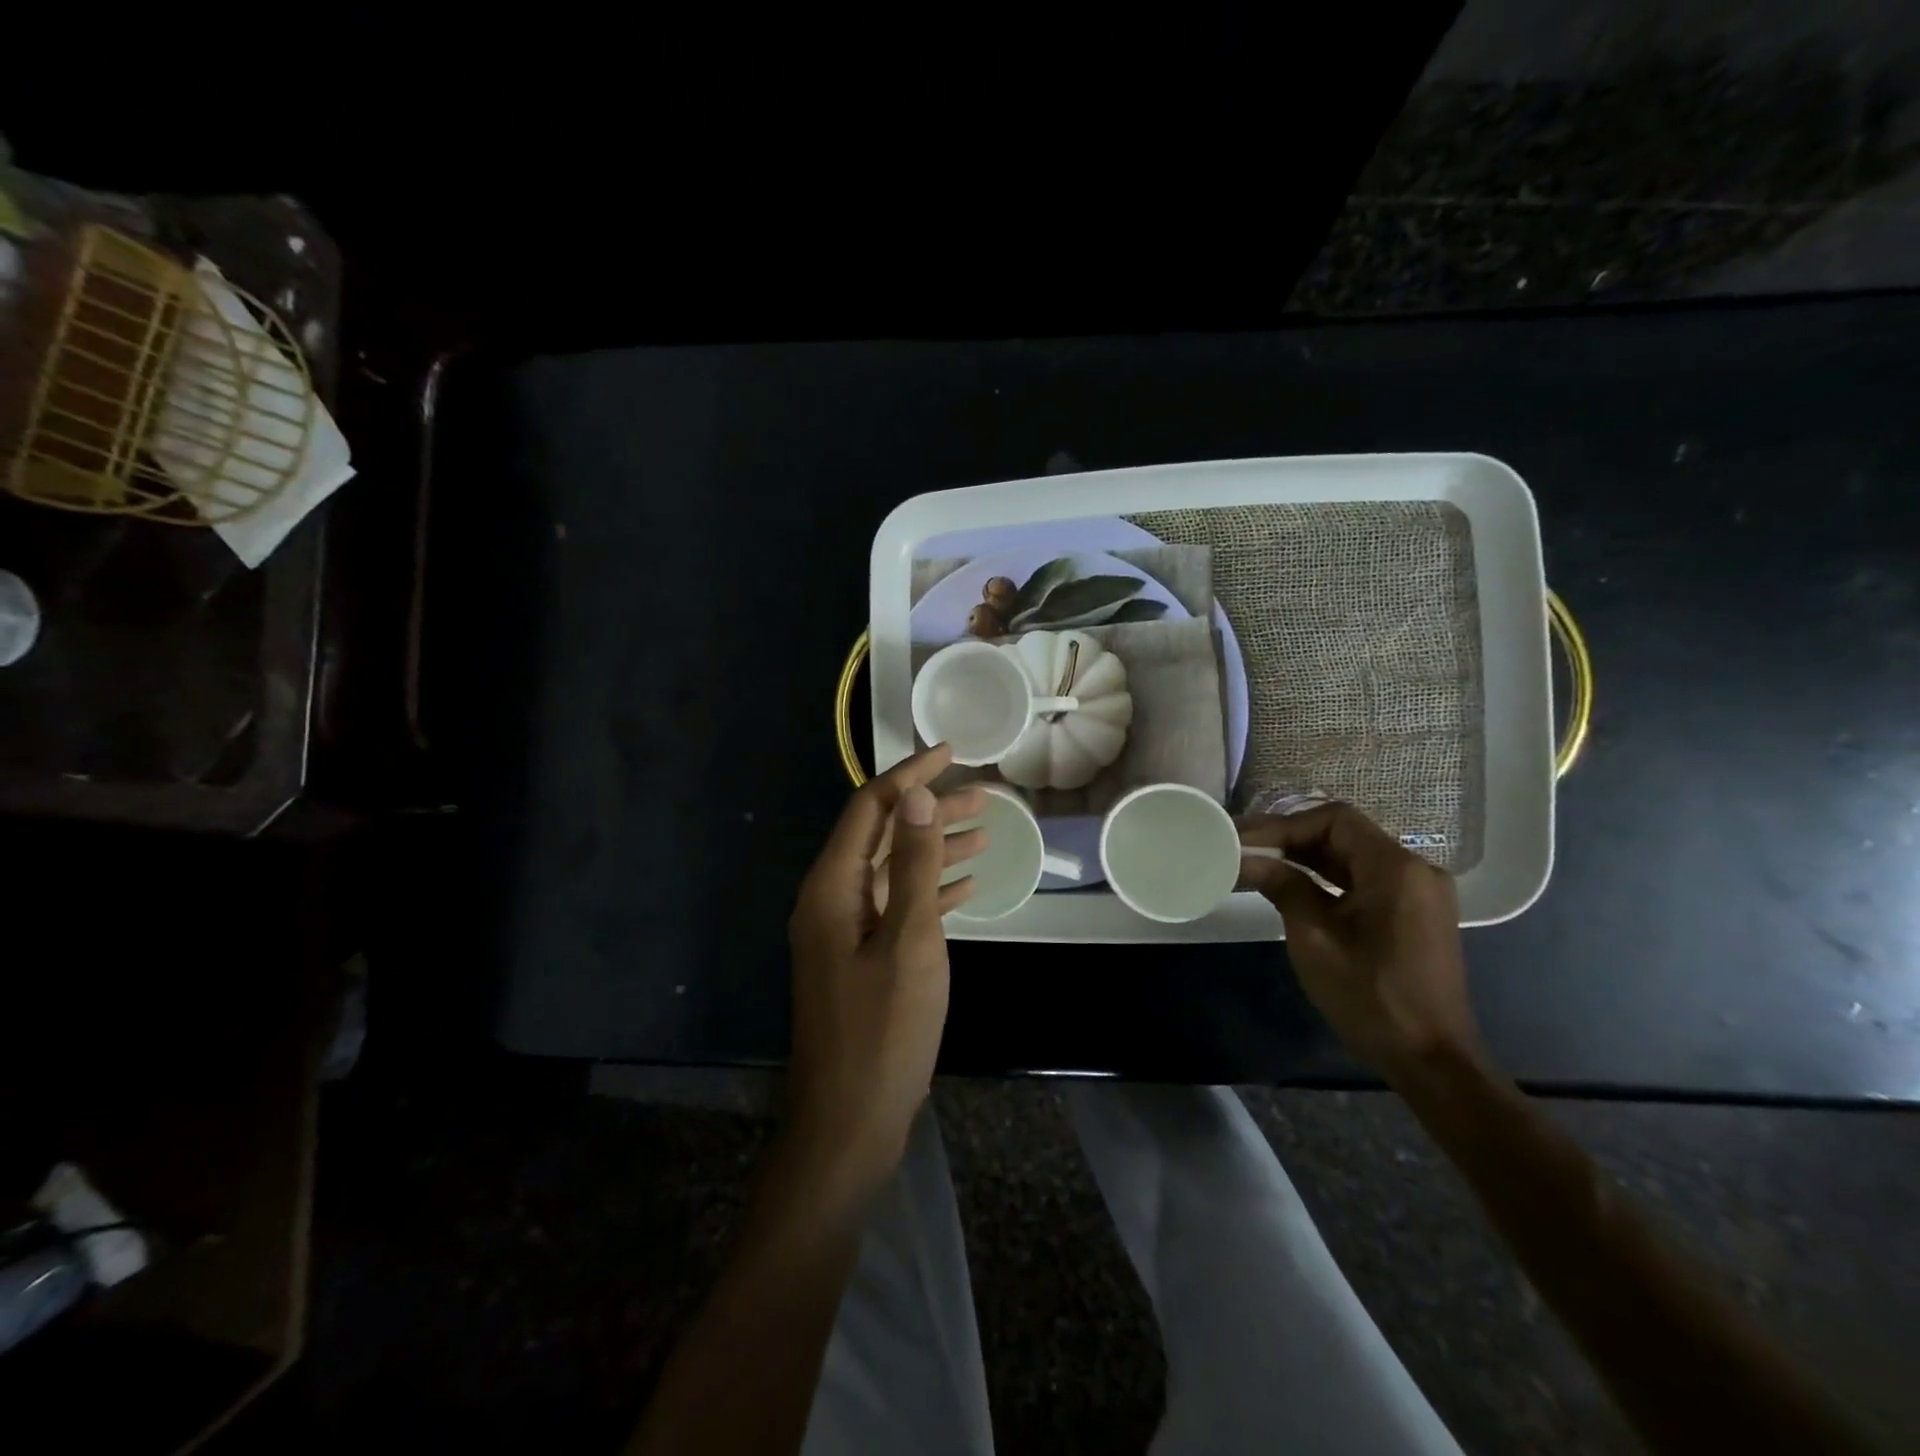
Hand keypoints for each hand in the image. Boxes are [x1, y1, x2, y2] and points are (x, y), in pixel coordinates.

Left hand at [785, 745, 985, 1195]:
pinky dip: (930, 890)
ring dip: (936, 849)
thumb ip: (915, 866)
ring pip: (894, 870)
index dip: (910, 777)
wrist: (850, 1122)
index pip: (871, 809)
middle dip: (932, 811)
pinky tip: (967, 885)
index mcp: (832, 888)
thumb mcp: (909, 940)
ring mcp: (845, 931)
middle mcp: (831, 899)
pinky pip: (897, 906)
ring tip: (987, 831)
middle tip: (986, 796)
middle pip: (884, 836)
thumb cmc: (883, 1030)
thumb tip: (916, 798)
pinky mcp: (861, 958)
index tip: (950, 753)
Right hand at [1237, 803, 1481, 1077]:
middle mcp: (1414, 869)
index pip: (1333, 820)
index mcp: (1395, 868)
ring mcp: (1418, 892)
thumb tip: (1247, 858)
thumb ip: (1282, 886)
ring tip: (1258, 863)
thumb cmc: (1370, 995)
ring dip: (1306, 858)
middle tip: (1242, 847)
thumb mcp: (1314, 937)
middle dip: (1290, 839)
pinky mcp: (1414, 913)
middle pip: (1344, 835)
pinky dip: (1327, 878)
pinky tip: (1292, 886)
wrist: (1431, 1060)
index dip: (1283, 825)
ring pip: (1352, 857)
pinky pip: (1364, 880)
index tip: (1244, 839)